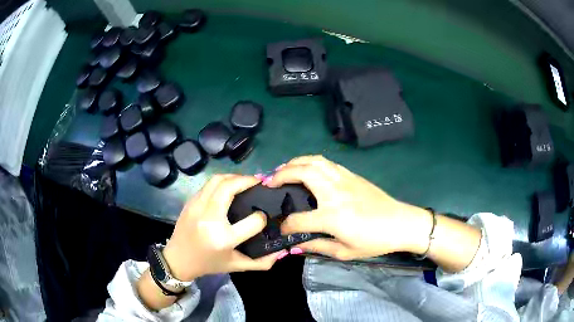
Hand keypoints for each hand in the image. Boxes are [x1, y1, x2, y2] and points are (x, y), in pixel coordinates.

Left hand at [162, 174, 284, 281]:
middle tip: (259, 182)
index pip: (253, 221)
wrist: (178, 259)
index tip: (264, 215)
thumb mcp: (237, 266)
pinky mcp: (190, 202)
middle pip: (229, 187)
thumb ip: (261, 262)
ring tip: (245, 181)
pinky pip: (208, 184)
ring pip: (217, 180)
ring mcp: (197, 207)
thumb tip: (282, 251)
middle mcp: (209, 218)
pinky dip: (222, 181)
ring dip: (234, 177)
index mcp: (223, 238)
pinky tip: (229, 187)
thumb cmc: (208, 264)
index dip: (262, 217)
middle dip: (248, 180)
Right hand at [267, 155, 432, 260]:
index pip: (298, 219)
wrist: (402, 223)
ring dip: (295, 162)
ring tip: (284, 169)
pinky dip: (311, 162)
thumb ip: (318, 246)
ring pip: (314, 160)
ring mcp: (344, 180)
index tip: (281, 228)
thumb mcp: (345, 251)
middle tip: (269, 181)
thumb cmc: (375, 241)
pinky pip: (327, 162)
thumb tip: (296, 245)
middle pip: (302, 173)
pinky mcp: (352, 175)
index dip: (286, 225)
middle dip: (281, 174)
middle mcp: (335, 192)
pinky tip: (307, 169)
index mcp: (332, 216)